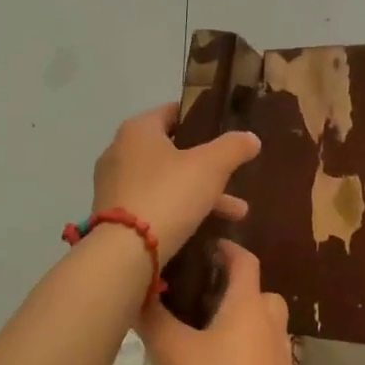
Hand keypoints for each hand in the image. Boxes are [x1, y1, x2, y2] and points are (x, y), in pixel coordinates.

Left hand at [91, 103, 259, 261]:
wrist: (123, 251)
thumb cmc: (168, 194)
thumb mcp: (210, 167)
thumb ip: (233, 148)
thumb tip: (251, 137)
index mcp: (138, 130)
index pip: (172, 113)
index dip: (199, 120)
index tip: (223, 133)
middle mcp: (119, 151)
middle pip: (172, 152)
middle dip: (208, 169)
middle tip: (236, 181)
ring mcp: (113, 185)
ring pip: (165, 182)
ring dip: (200, 195)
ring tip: (237, 215)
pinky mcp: (112, 215)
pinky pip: (152, 205)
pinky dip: (177, 212)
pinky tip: (205, 230)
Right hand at [138, 242, 298, 364]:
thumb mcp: (171, 352)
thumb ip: (151, 317)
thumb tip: (135, 290)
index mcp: (249, 304)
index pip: (244, 259)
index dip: (225, 248)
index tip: (201, 247)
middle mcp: (271, 320)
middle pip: (253, 290)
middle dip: (226, 287)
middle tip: (192, 296)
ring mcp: (281, 352)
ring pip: (258, 322)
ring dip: (234, 319)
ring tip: (198, 333)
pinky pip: (261, 349)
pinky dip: (242, 347)